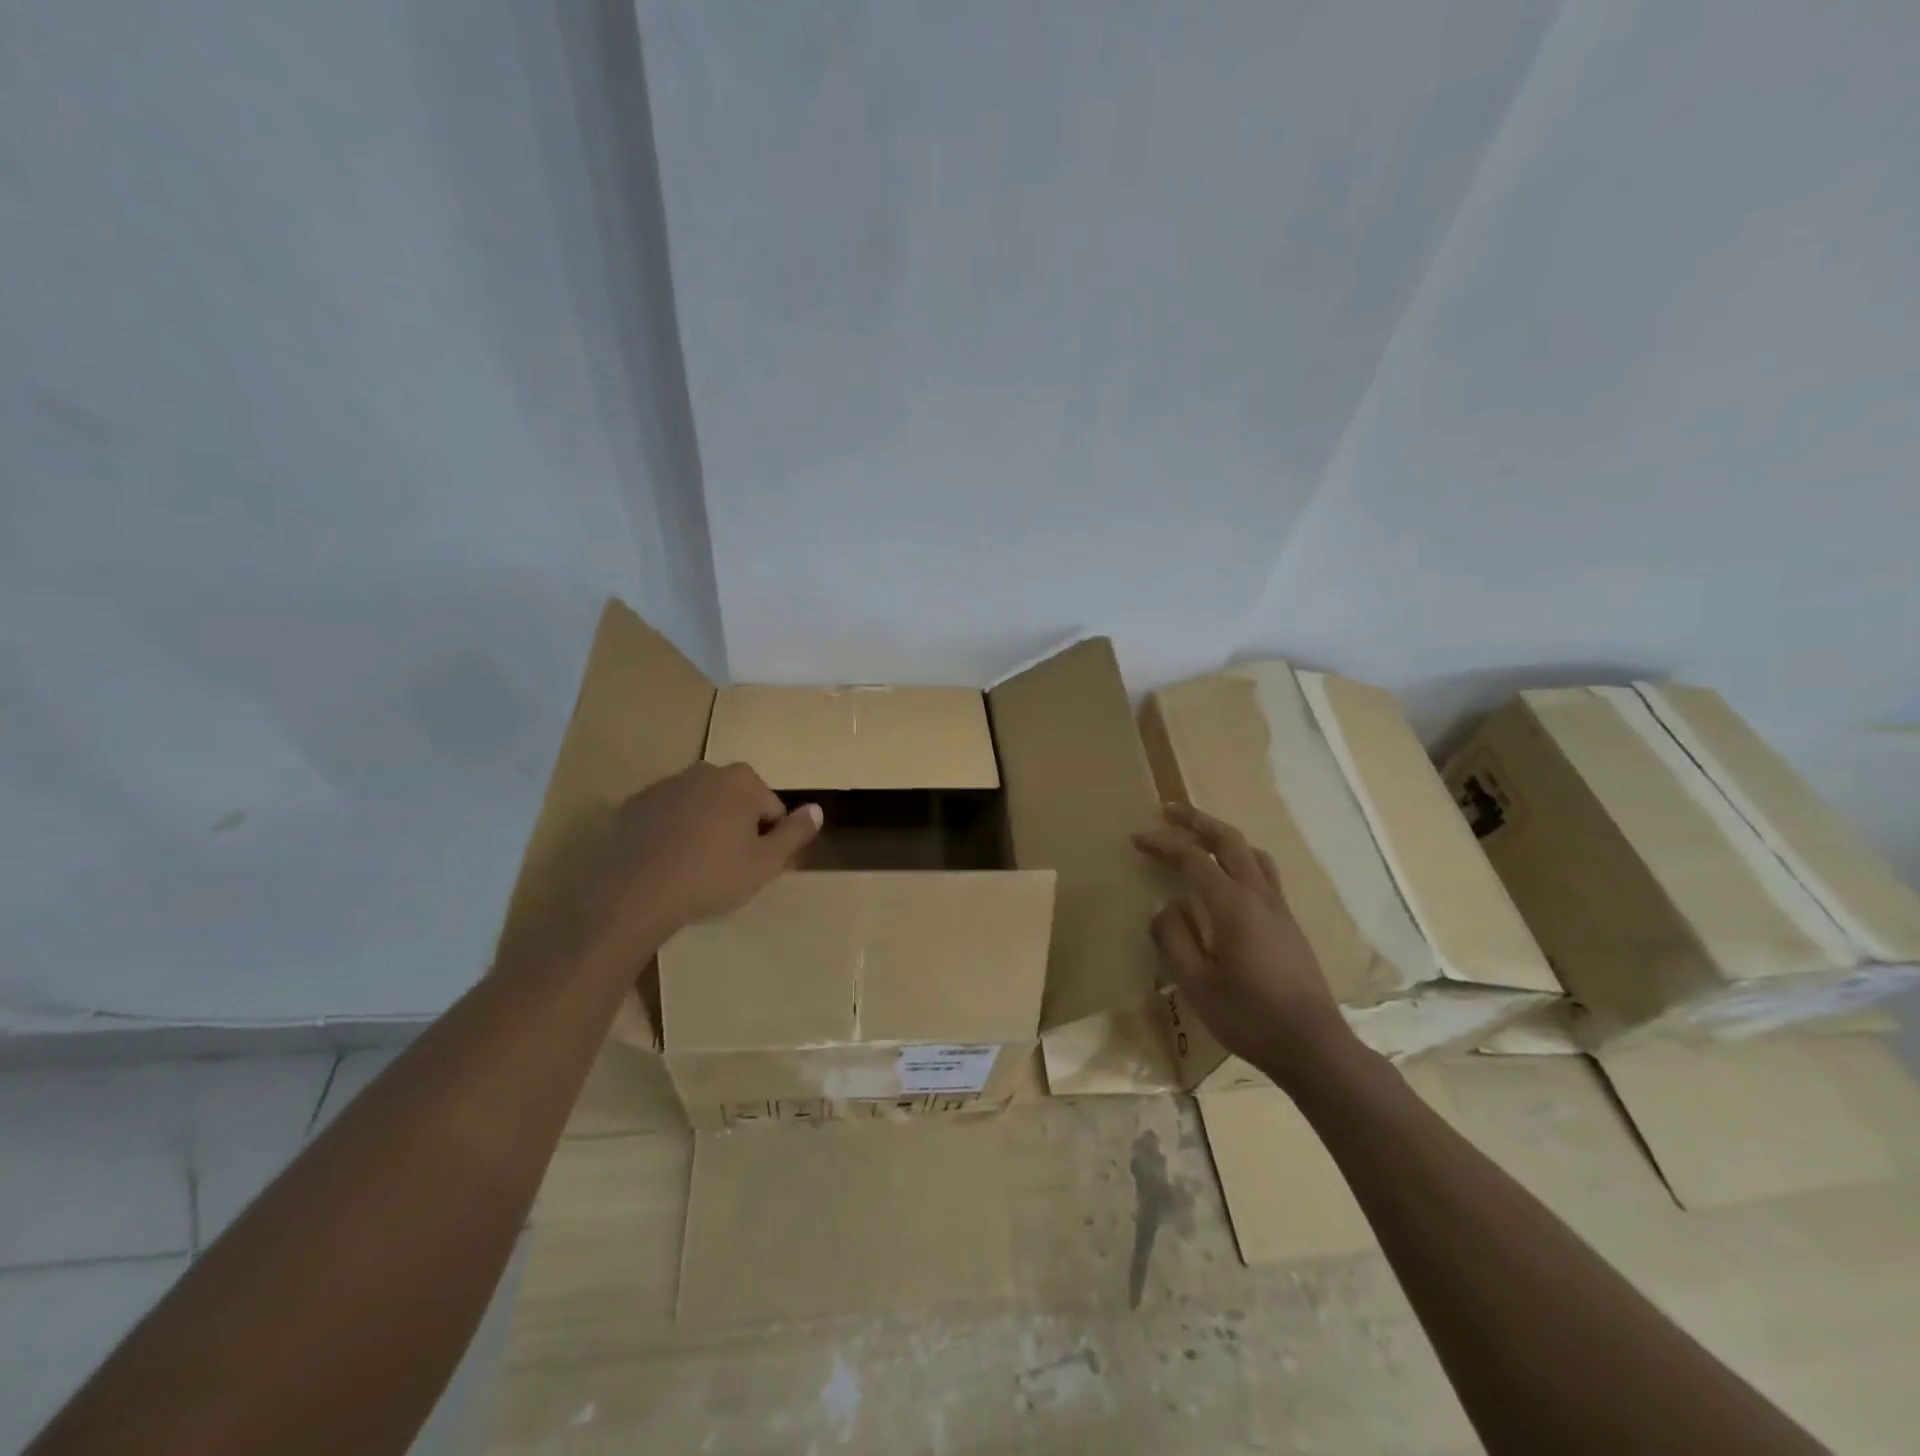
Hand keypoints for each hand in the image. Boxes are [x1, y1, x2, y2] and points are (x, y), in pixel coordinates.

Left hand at [582, 761, 821, 958]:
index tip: (751, 865)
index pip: (771, 809)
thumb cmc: (710, 877)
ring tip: (693, 867)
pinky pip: (665, 816)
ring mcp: (664, 785)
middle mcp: (704, 771)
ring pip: (700, 806)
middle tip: (725, 867)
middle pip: (735, 801)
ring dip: (703, 828)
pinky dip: (670, 832)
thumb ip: (796, 833)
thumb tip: (817, 809)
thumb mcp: (766, 863)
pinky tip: (664, 863)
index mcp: (740, 780)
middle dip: (735, 828)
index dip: (767, 840)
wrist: (632, 894)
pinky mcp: (632, 804)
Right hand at [1132, 804, 1350, 1075]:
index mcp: (1233, 906)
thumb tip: (1164, 907)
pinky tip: (1228, 877)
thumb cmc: (1249, 1016)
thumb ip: (1174, 940)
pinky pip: (1263, 873)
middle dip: (1197, 821)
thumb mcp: (1196, 984)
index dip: (1164, 844)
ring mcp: (1280, 909)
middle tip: (1169, 810)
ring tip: (1200, 836)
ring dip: (1223, 836)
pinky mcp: (1289, 924)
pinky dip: (1239, 858)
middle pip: (1230, 841)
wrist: (1313, 1046)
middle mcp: (1260, 896)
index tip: (1137, 839)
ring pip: (1253, 854)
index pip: (1194, 859)